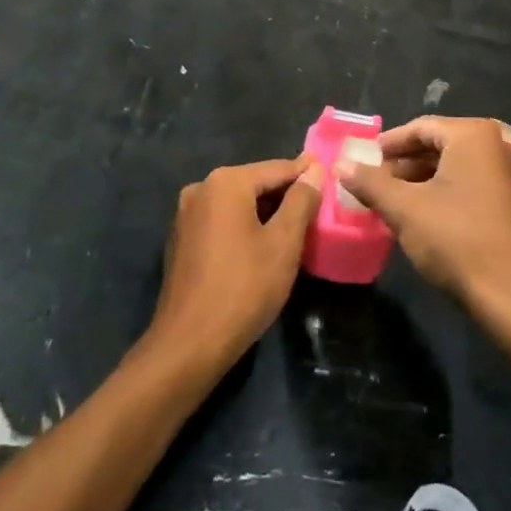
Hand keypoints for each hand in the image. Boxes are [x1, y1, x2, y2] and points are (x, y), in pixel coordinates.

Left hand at [150, 155, 321, 370]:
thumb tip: (314, 170)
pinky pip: (221, 222)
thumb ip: (301, 201)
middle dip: (285, 194)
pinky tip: (262, 244)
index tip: (328, 170)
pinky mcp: (181, 240)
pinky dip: (244, 226)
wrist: (190, 342)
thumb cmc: (244, 287)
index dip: (305, 172)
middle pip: (254, 184)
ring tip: (296, 224)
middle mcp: (201, 189)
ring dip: (265, 212)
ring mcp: (186, 215)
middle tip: (317, 203)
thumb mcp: (283, 243)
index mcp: (225, 183)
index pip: (276, 169)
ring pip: (237, 204)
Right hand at [336, 116, 510, 310]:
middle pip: (439, 145)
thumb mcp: (404, 209)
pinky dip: (443, 193)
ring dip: (421, 180)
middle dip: (403, 163)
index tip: (364, 159)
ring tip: (391, 200)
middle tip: (374, 181)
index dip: (388, 144)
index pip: (420, 127)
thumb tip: (340, 164)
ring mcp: (510, 175)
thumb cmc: (456, 239)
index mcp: (473, 136)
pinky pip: (470, 185)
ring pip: (454, 167)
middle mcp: (496, 146)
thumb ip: (370, 183)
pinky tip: (421, 215)